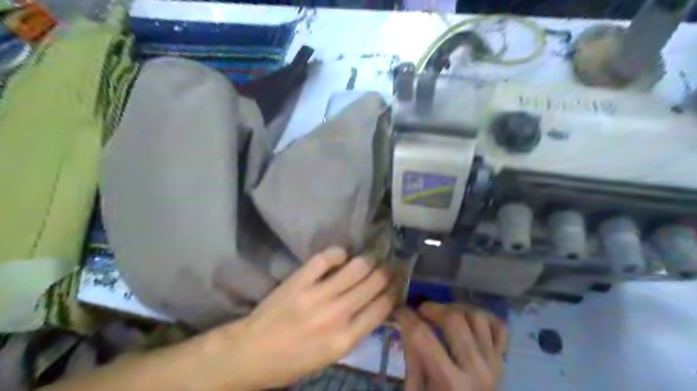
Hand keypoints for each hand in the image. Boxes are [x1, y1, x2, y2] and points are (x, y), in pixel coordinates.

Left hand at [215, 249, 394, 388]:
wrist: (251, 353)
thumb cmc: (292, 361)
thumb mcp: (330, 356)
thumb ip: (355, 331)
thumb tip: (375, 306)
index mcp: (345, 340)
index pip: (382, 308)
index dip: (393, 292)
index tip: (395, 284)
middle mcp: (336, 315)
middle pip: (374, 283)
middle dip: (386, 272)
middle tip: (387, 266)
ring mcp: (317, 295)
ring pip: (356, 267)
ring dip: (368, 261)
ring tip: (369, 259)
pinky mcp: (299, 280)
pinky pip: (326, 258)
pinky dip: (338, 253)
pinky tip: (341, 256)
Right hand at [397, 304, 507, 390]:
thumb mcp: (417, 390)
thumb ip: (411, 357)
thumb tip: (405, 322)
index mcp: (450, 383)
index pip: (423, 337)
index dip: (407, 317)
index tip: (399, 310)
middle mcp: (476, 370)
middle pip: (454, 320)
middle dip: (432, 308)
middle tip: (421, 311)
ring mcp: (493, 363)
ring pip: (477, 316)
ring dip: (456, 309)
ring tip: (442, 314)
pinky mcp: (501, 360)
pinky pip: (498, 326)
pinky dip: (482, 317)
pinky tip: (466, 321)